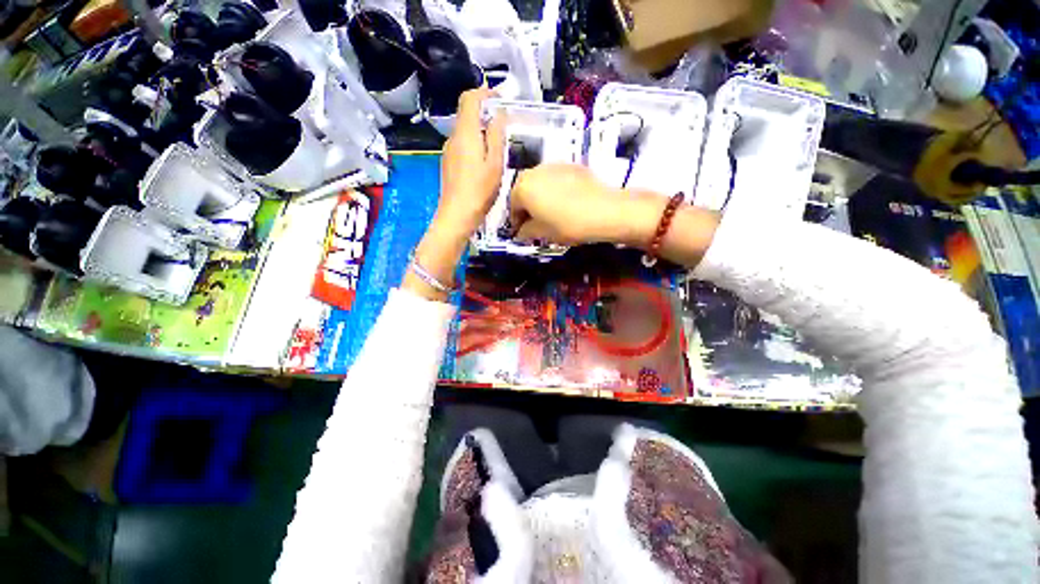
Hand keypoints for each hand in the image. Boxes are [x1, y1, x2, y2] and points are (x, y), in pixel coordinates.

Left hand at [435, 87, 506, 237]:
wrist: (456, 216)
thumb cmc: (479, 191)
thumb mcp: (495, 164)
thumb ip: (496, 136)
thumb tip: (498, 114)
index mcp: (465, 134)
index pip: (469, 99)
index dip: (484, 93)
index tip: (500, 99)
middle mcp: (453, 138)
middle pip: (466, 115)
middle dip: (485, 114)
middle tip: (504, 127)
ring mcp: (448, 152)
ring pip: (465, 132)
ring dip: (480, 132)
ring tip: (497, 148)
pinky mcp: (448, 164)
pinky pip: (462, 146)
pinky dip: (474, 145)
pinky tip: (484, 163)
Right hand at [507, 164, 662, 246]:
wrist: (604, 210)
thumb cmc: (567, 224)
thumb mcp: (542, 233)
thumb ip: (525, 232)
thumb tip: (520, 232)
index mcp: (522, 188)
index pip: (512, 208)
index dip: (517, 223)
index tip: (523, 233)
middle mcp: (534, 171)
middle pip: (525, 192)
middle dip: (528, 208)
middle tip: (536, 223)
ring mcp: (553, 165)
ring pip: (540, 184)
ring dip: (541, 197)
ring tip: (552, 213)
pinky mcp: (571, 165)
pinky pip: (556, 179)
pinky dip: (556, 190)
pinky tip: (567, 203)